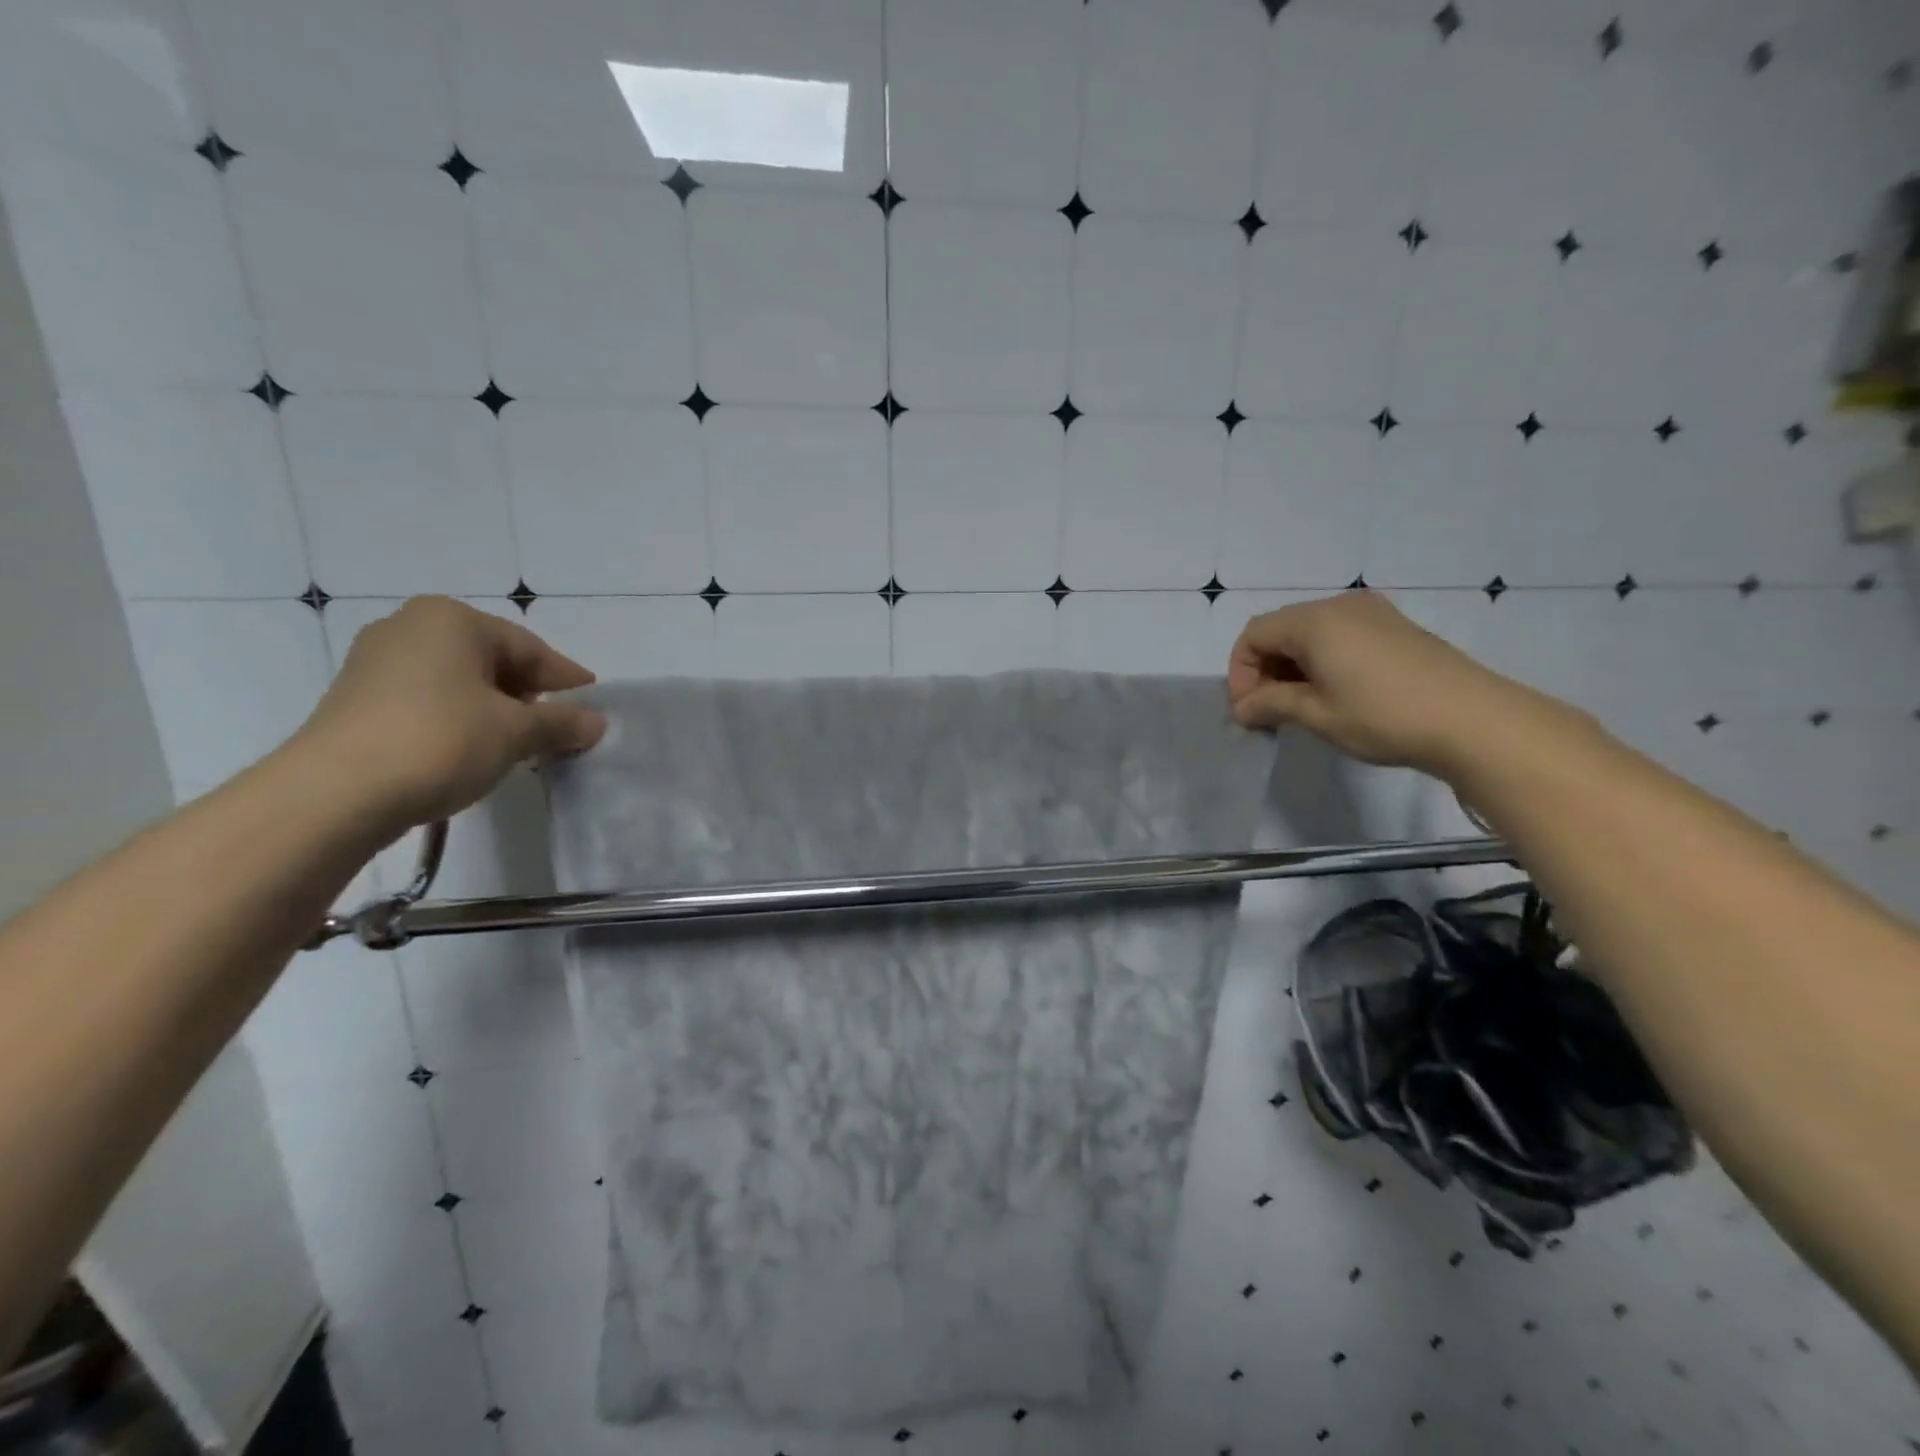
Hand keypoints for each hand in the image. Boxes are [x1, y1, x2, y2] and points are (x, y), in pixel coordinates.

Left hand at [294, 597, 606, 831]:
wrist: (334, 794)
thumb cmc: (440, 741)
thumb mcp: (517, 732)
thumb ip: (563, 723)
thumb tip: (597, 723)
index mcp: (451, 620)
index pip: (529, 648)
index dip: (566, 679)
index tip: (592, 702)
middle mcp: (411, 627)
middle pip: (493, 660)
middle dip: (530, 694)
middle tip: (559, 726)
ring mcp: (377, 662)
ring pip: (460, 681)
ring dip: (496, 709)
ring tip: (521, 743)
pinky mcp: (358, 699)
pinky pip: (430, 699)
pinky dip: (461, 719)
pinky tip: (474, 749)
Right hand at [1226, 590, 1537, 775]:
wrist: (1473, 720)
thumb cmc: (1383, 716)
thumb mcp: (1316, 714)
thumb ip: (1270, 704)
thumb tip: (1243, 708)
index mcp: (1314, 621)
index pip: (1254, 635)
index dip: (1241, 673)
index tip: (1248, 711)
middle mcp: (1340, 606)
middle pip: (1280, 629)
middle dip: (1264, 669)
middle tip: (1268, 711)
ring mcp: (1372, 613)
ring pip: (1310, 633)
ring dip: (1292, 666)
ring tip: (1299, 706)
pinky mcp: (1395, 627)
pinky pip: (1339, 635)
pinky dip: (1321, 660)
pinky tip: (1333, 693)